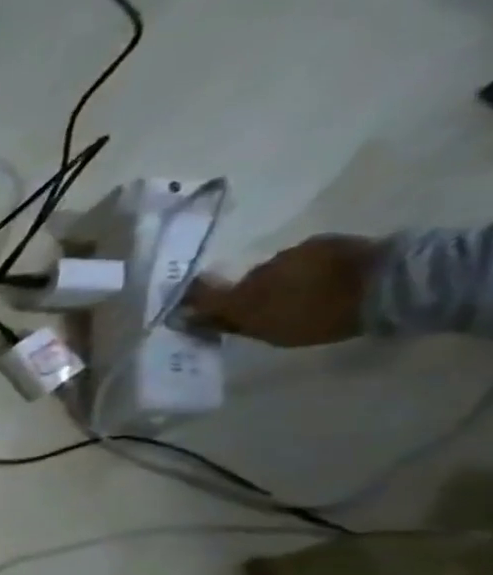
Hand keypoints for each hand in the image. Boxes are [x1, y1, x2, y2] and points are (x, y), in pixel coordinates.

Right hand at [183, 234, 379, 345]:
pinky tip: (325, 280)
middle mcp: (258, 270)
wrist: (386, 284)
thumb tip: (193, 317)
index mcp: (243, 295)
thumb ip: (233, 323)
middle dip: (251, 293)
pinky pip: (303, 258)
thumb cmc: (322, 316)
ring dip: (283, 281)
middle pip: (244, 283)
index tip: (189, 307)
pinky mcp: (321, 243)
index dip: (193, 299)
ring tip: (303, 294)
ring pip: (276, 270)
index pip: (203, 294)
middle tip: (268, 308)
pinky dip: (307, 270)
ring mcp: (291, 253)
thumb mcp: (272, 331)